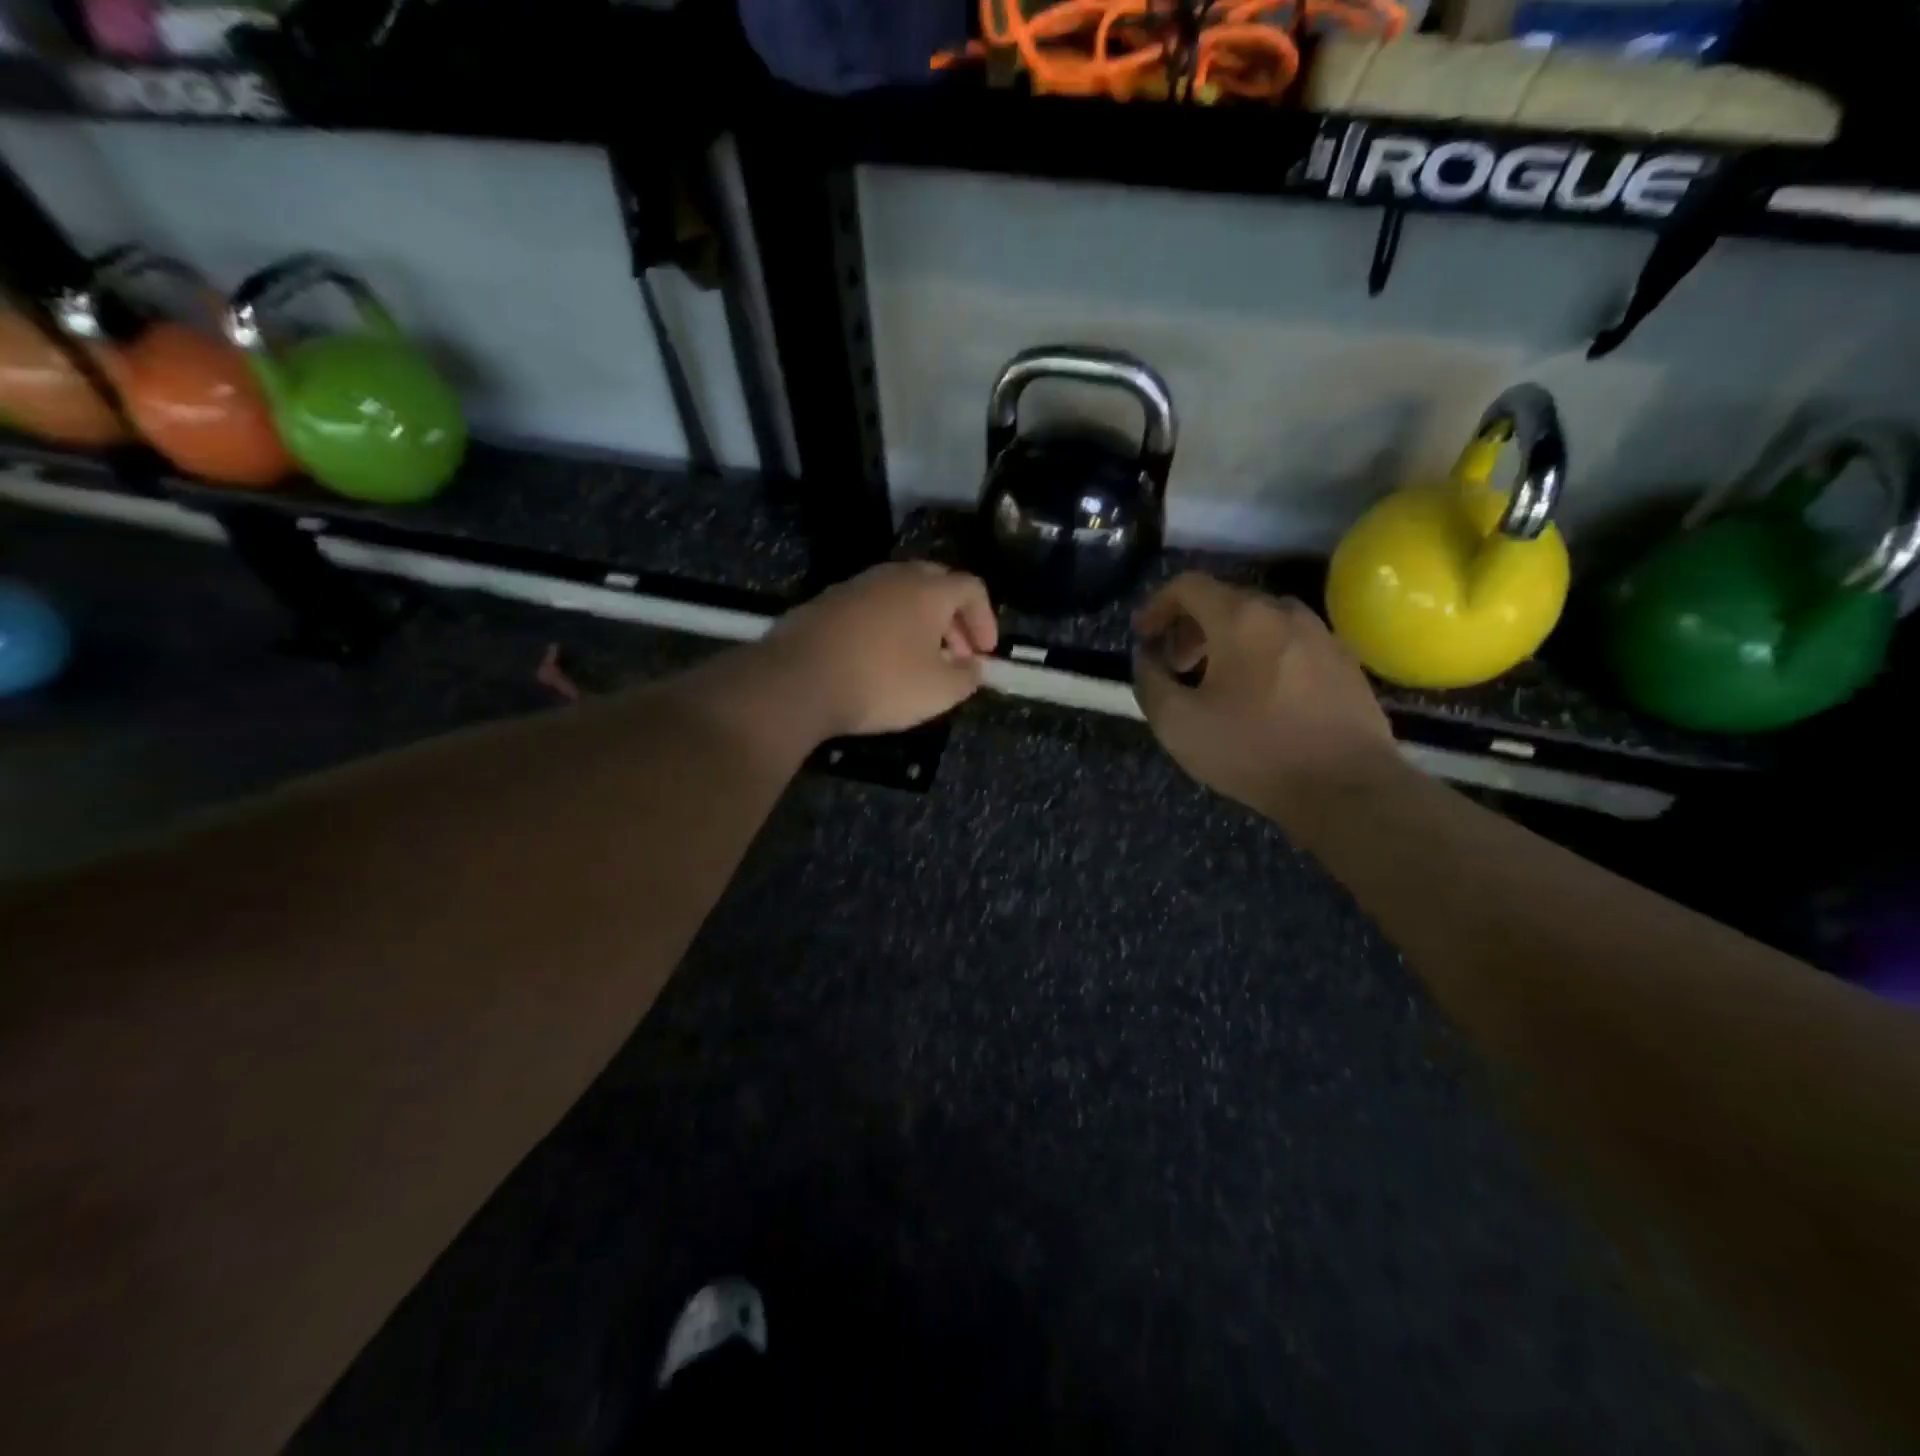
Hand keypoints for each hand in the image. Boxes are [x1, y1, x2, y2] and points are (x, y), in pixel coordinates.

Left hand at [764, 561, 998, 736]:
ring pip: (899, 594)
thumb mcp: (938, 691)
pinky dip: (886, 627)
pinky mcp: (825, 602)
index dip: (985, 619)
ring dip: (918, 623)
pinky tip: (877, 659)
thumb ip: (967, 677)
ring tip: (918, 660)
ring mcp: (855, 586)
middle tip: (956, 654)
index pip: (971, 588)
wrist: (798, 679)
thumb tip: (975, 668)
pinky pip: (870, 607)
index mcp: (928, 590)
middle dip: (953, 619)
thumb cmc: (881, 682)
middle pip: (935, 585)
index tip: (984, 653)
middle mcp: (893, 576)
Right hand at [1133, 573, 1395, 819]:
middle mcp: (1284, 613)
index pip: (1189, 585)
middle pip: (1226, 601)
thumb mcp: (1177, 723)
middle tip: (1176, 667)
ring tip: (1216, 683)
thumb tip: (1147, 657)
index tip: (1144, 637)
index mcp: (1241, 618)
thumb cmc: (1253, 750)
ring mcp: (1322, 635)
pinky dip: (1262, 655)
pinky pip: (1290, 643)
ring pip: (1261, 622)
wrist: (1346, 787)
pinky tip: (1260, 697)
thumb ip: (1150, 681)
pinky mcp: (1345, 663)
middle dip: (1190, 628)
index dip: (1157, 606)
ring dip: (1227, 641)